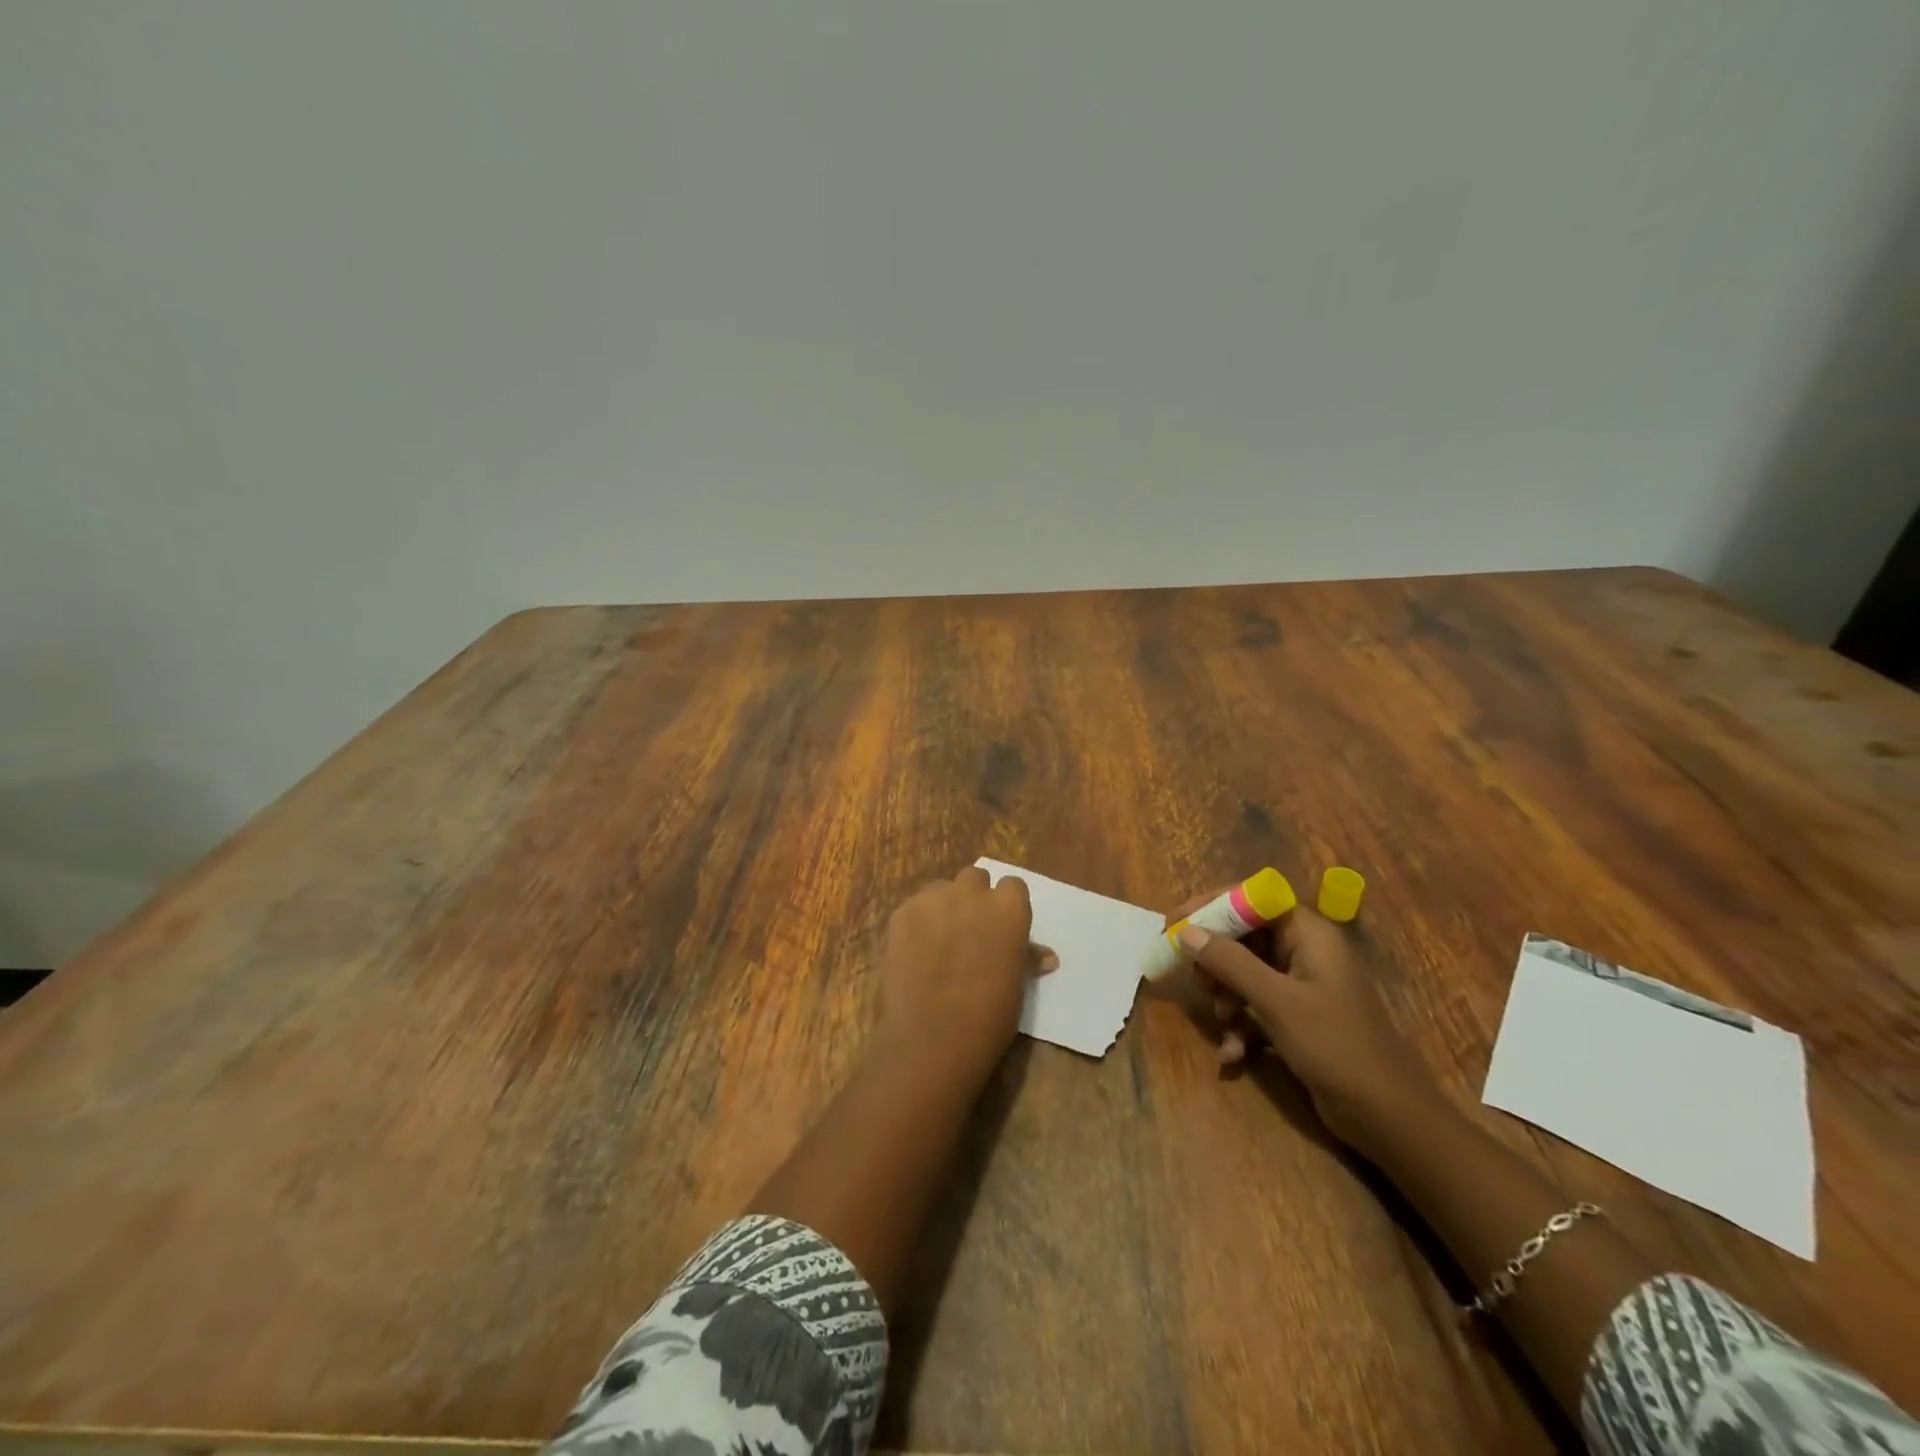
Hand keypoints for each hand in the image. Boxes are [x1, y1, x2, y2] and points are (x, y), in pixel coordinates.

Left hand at [874, 866, 1055, 1079]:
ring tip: (937, 941)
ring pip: (941, 889)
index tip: (1000, 927)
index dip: (1005, 905)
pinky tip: (914, 952)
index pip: (1012, 886)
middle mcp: (973, 893)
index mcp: (1009, 908)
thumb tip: (1046, 957)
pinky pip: (914, 907)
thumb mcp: (1016, 986)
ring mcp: (934, 899)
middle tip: (969, 931)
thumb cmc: (989, 1016)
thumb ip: (1026, 958)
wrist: (933, 1037)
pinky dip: (917, 922)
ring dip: (943, 906)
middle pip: (974, 878)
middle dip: (973, 898)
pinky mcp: (902, 912)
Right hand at [1172, 892, 1434, 1151]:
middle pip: (1244, 935)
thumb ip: (1229, 962)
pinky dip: (1241, 1027)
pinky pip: (1256, 1007)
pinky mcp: (1298, 1019)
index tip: (1175, 923)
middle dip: (1215, 959)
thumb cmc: (1336, 1046)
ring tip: (1221, 1022)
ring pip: (1245, 973)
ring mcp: (1302, 986)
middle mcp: (1305, 951)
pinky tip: (1233, 1056)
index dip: (1211, 905)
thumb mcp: (1276, 1001)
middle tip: (1195, 979)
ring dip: (1226, 996)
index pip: (1253, 897)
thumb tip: (1186, 931)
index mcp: (1309, 934)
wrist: (1390, 1119)